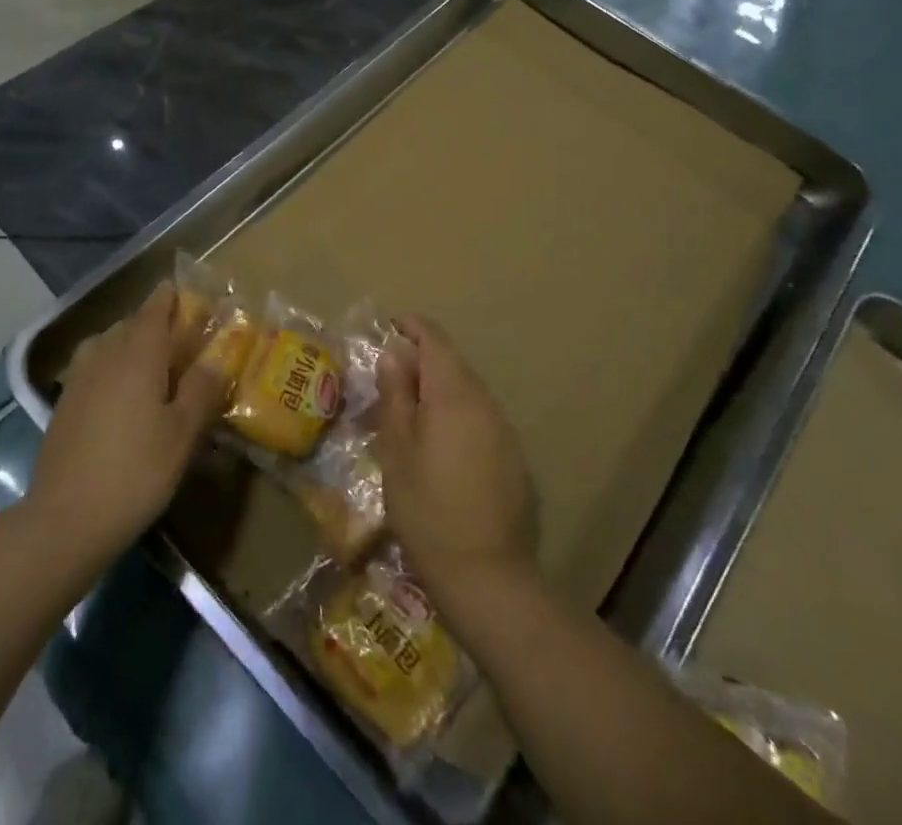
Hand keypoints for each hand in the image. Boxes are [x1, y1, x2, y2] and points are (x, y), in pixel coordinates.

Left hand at [25, 281, 224, 563]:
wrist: (65, 520)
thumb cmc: (136, 471)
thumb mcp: (183, 432)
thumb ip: (201, 389)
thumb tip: (216, 358)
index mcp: (138, 354)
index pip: (154, 309)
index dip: (168, 297)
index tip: (181, 289)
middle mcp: (105, 355)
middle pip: (129, 324)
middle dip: (152, 321)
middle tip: (177, 333)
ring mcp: (79, 380)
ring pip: (106, 344)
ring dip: (127, 342)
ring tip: (148, 360)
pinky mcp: (64, 405)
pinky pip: (91, 367)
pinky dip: (109, 365)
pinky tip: (119, 393)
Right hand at [373, 316, 536, 599]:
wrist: (487, 576)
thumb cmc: (427, 509)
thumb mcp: (397, 451)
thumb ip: (396, 396)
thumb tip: (395, 355)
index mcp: (454, 394)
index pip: (435, 340)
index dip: (413, 326)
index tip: (391, 325)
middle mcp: (484, 402)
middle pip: (453, 364)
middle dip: (422, 362)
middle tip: (389, 380)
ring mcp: (503, 430)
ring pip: (467, 392)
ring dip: (439, 390)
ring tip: (409, 414)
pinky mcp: (512, 457)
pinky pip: (479, 418)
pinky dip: (456, 416)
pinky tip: (439, 447)